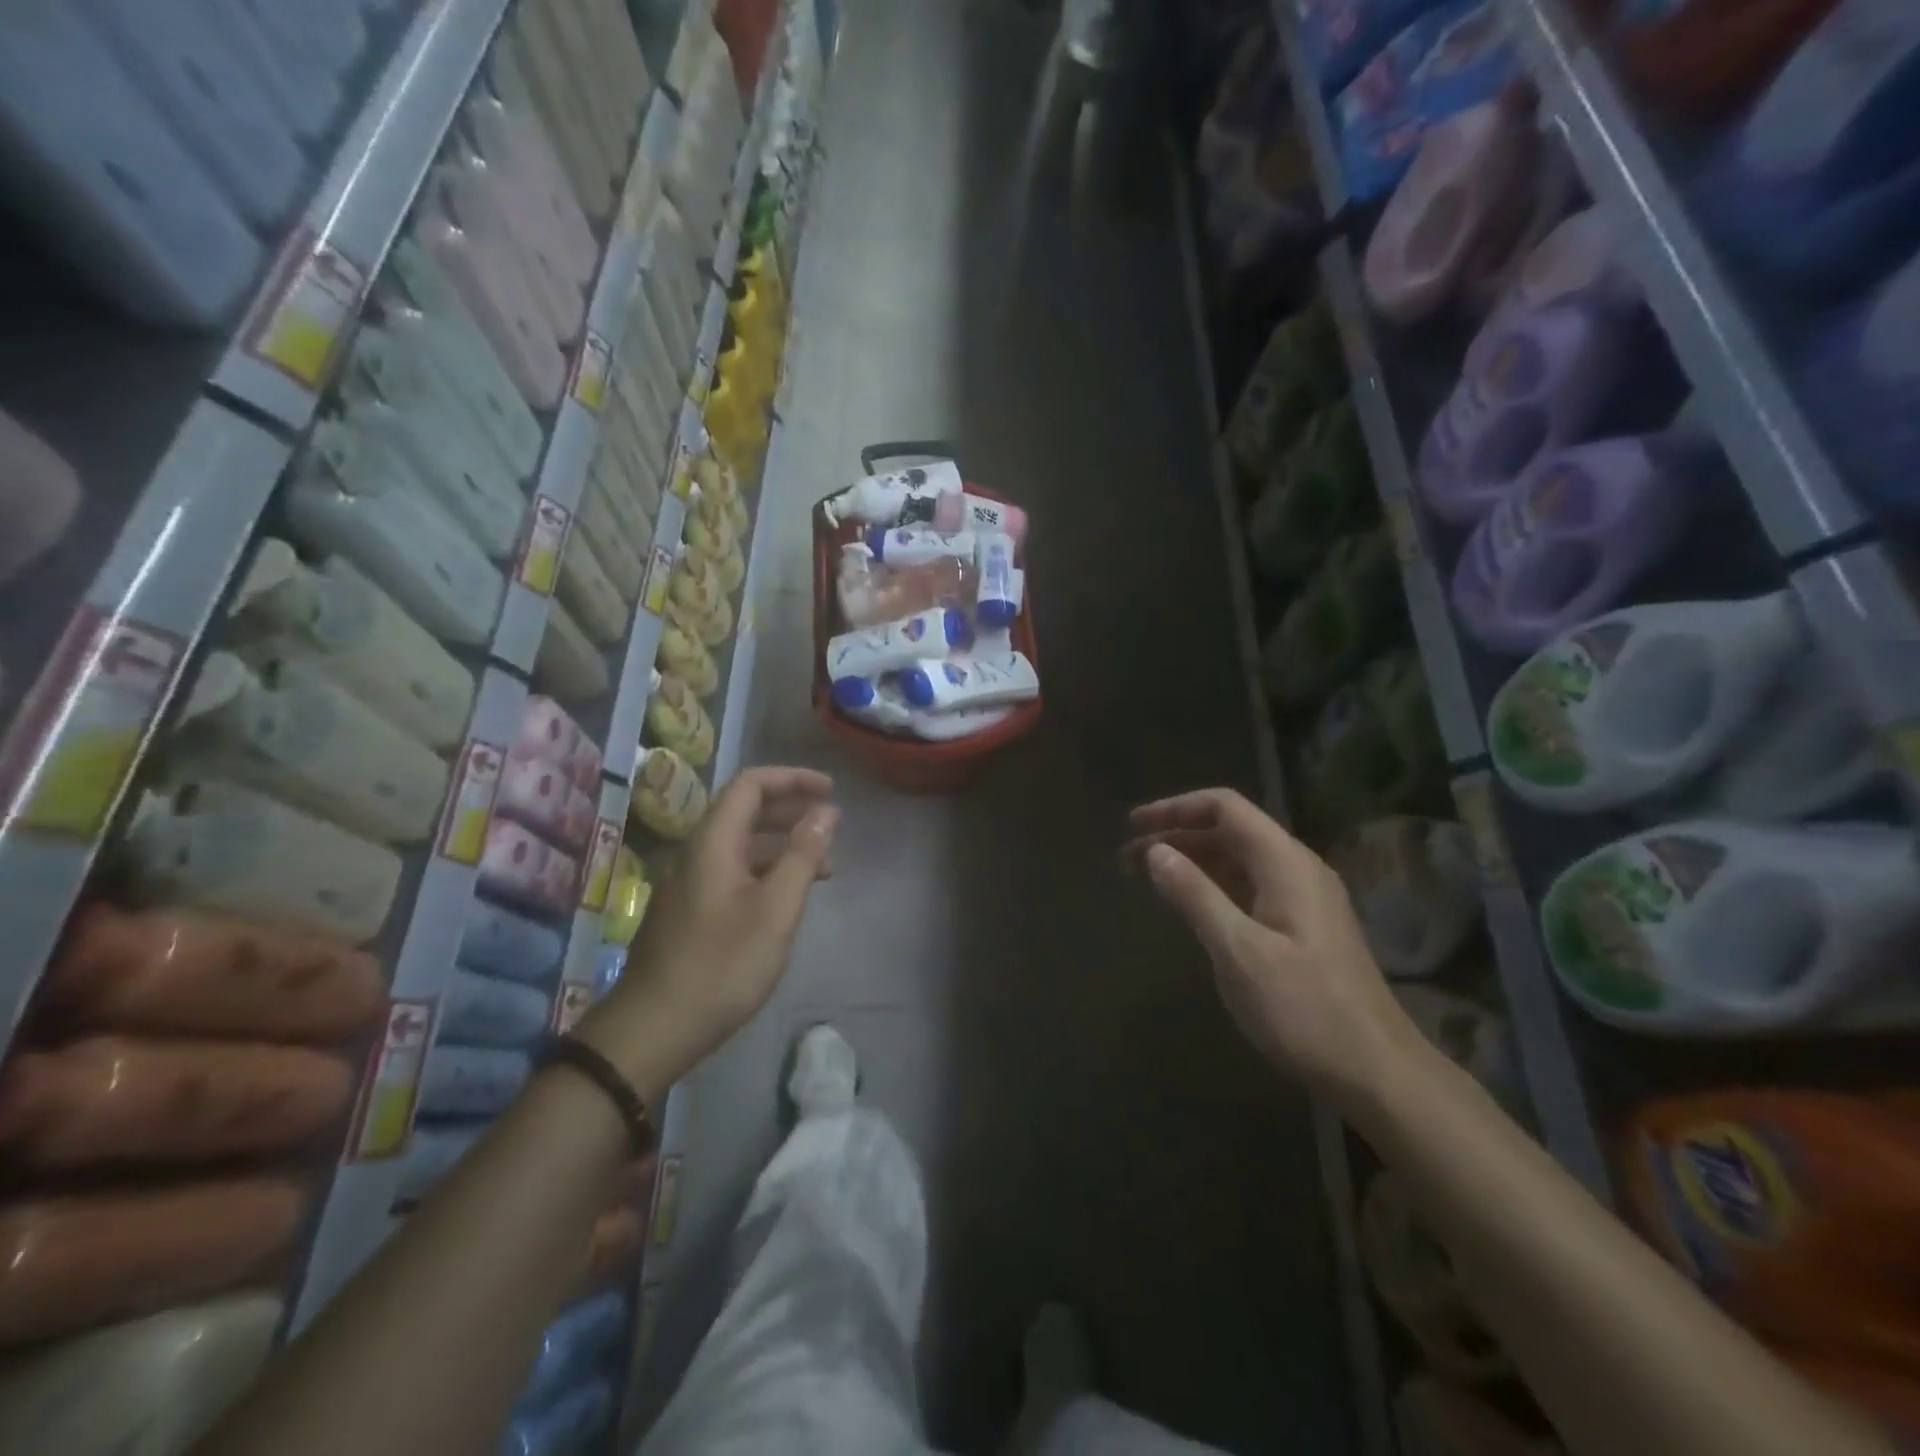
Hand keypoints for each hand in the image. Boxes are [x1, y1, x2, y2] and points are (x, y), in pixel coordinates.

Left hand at [583, 768, 837, 1094]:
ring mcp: (690, 883)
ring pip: (742, 845)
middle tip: (832, 823)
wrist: (654, 1028)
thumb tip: (825, 812)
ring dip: (784, 845)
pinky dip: (768, 871)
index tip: (830, 790)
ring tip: (825, 867)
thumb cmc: (722, 964)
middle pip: (746, 811)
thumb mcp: (776, 908)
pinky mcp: (691, 911)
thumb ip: (803, 855)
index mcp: (713, 842)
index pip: (751, 784)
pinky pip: (735, 872)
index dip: (792, 779)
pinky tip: (789, 897)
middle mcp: (697, 853)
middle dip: (792, 810)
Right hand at [1125, 788, 1414, 1103]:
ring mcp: (1303, 898)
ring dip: (1191, 861)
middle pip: (1229, 831)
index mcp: (1285, 863)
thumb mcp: (1238, 950)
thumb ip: (1194, 894)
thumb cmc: (1303, 1009)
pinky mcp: (1302, 927)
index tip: (1133, 825)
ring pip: (1238, 860)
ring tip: (1146, 877)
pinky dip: (1211, 885)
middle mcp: (1296, 869)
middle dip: (1176, 836)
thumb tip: (1156, 851)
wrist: (1375, 1071)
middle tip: (1127, 857)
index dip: (1176, 808)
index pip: (1225, 807)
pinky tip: (1188, 905)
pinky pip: (1249, 887)